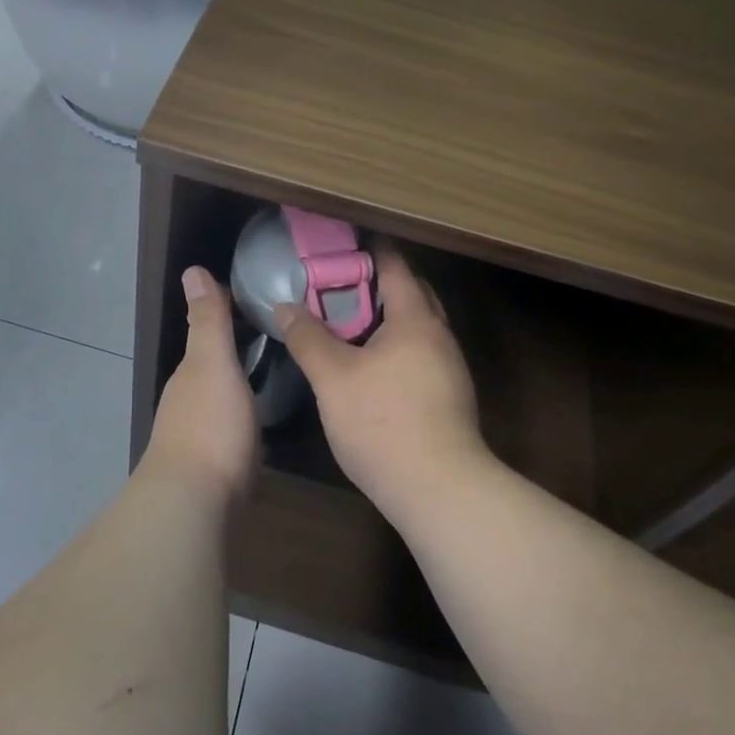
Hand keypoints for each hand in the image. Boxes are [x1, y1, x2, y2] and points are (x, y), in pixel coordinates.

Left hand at [145, 267, 258, 501]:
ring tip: (280, 373)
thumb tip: (193, 269)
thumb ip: (208, 321)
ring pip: (224, 397)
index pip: (210, 333)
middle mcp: (190, 399)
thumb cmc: (210, 425)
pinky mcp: (216, 466)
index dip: (232, 315)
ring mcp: (200, 434)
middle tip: (283, 338)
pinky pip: (233, 427)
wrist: (195, 503)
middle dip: (240, 351)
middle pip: (216, 366)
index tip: (263, 303)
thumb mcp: (213, 363)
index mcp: (192, 372)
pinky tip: (264, 419)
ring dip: (243, 384)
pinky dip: (246, 415)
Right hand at [276, 245, 487, 517]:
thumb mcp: (333, 378)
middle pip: (411, 293)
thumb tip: (285, 307)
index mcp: (416, 319)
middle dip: (377, 282)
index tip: (340, 243)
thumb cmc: (383, 423)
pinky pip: (419, 353)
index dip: (369, 249)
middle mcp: (439, 336)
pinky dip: (394, 345)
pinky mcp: (448, 397)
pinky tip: (369, 365)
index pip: (395, 266)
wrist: (440, 491)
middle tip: (337, 282)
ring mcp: (449, 368)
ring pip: (416, 326)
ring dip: (385, 317)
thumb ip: (308, 338)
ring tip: (346, 322)